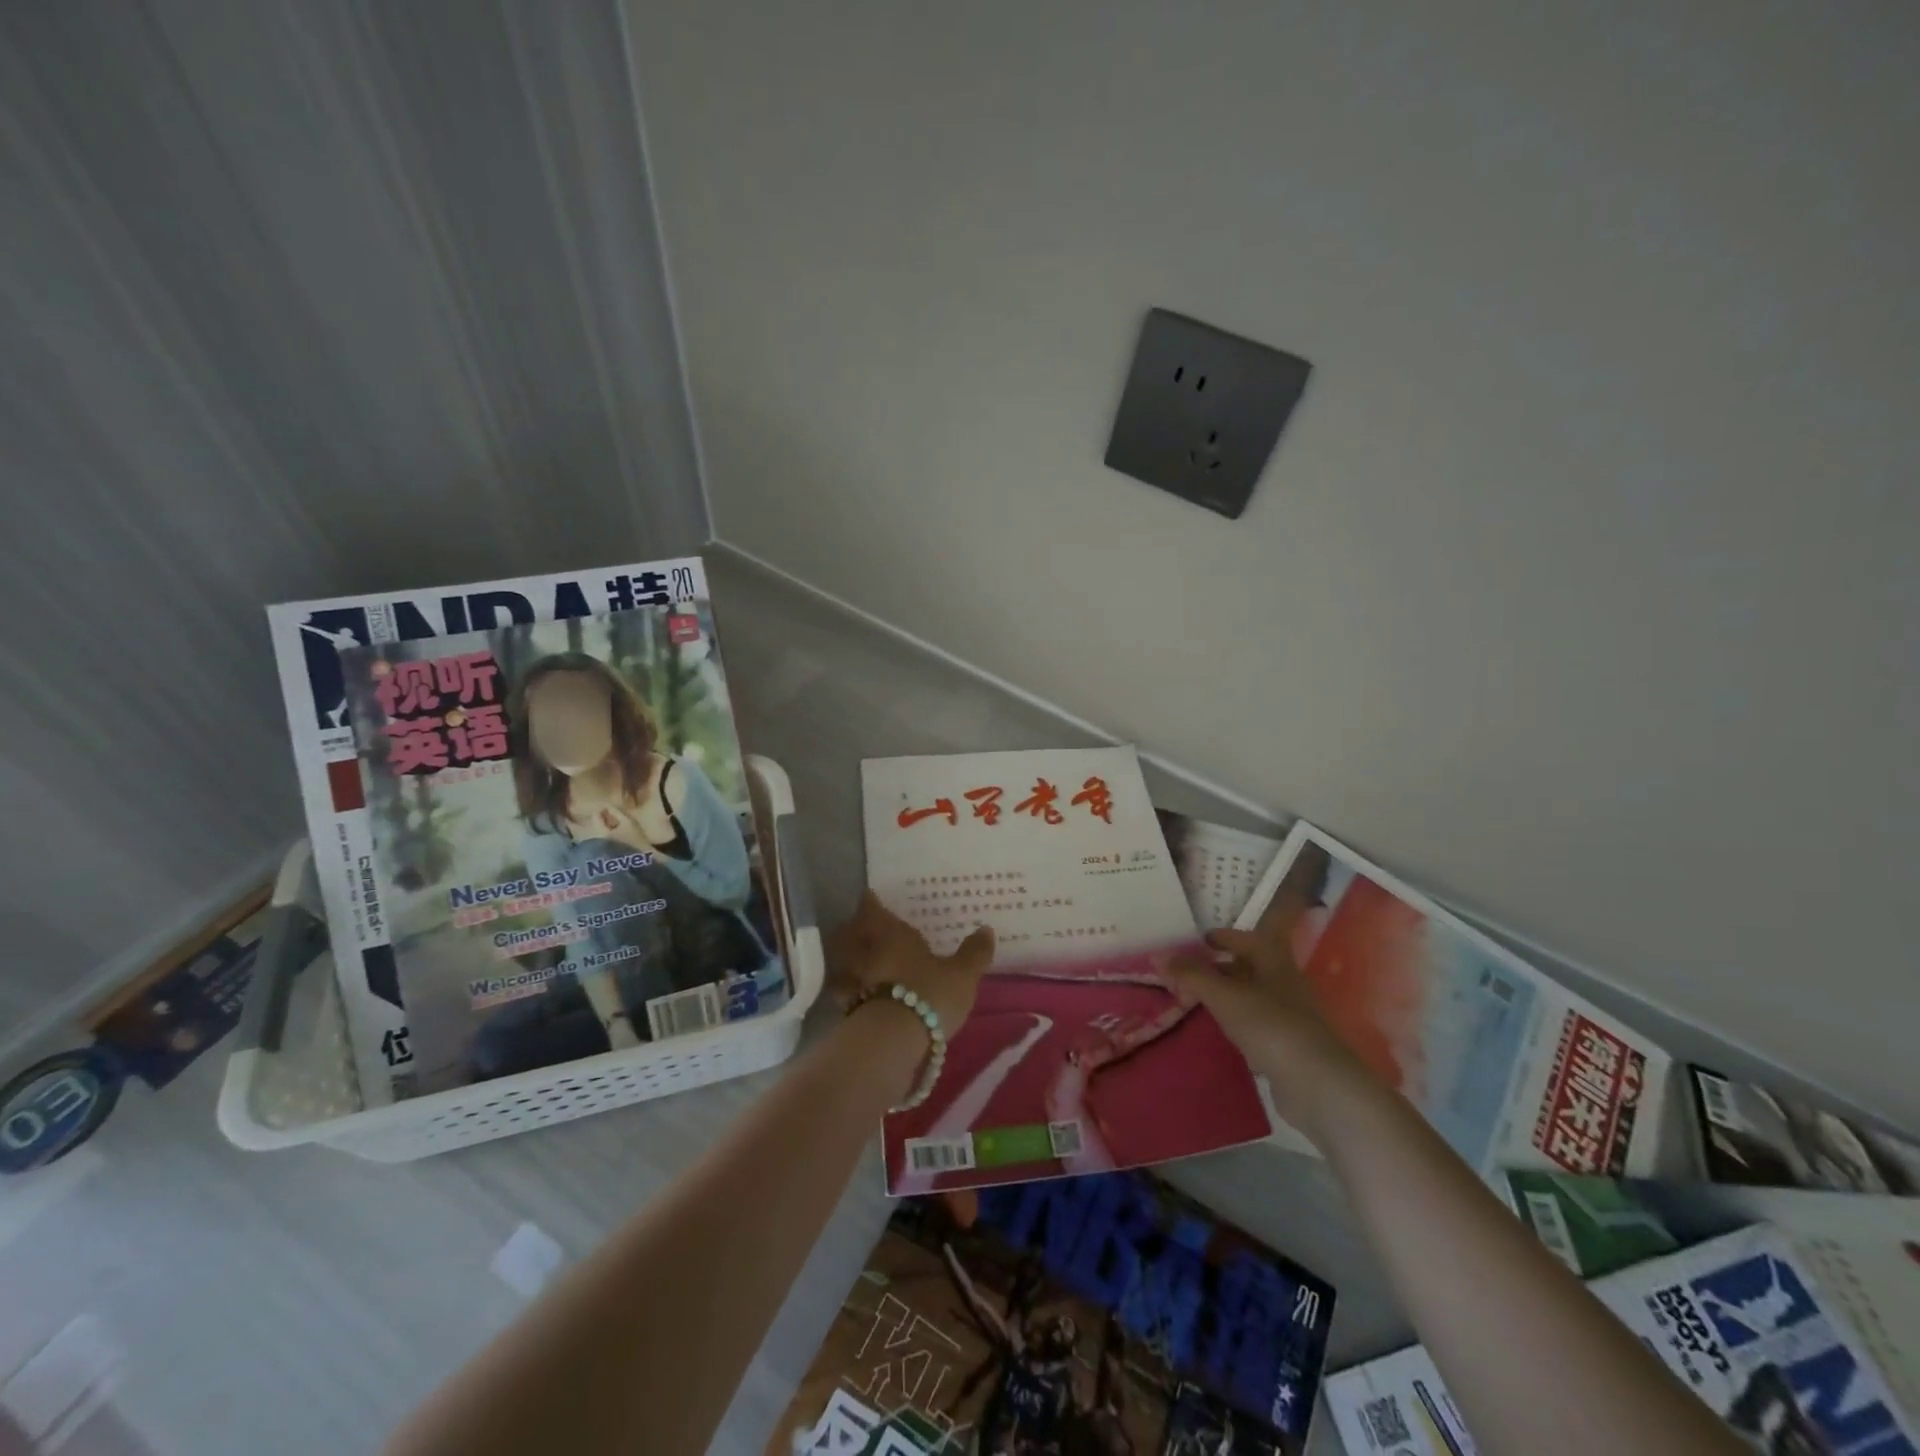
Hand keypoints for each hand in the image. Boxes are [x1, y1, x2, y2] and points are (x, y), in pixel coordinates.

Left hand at [826, 892, 994, 1036]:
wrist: (892, 1043)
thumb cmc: (929, 995)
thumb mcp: (962, 975)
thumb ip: (973, 953)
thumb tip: (986, 929)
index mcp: (891, 934)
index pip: (873, 908)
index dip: (871, 902)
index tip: (871, 897)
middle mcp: (866, 952)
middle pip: (850, 934)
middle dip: (854, 931)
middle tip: (863, 930)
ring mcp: (853, 983)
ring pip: (844, 964)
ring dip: (849, 963)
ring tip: (860, 966)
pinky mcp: (847, 1013)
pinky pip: (846, 995)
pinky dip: (851, 995)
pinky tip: (861, 1001)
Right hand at [1164, 846, 1364, 1140]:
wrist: (1318, 1085)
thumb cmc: (1271, 1026)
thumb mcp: (1224, 996)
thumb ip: (1191, 975)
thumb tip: (1158, 954)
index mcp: (1274, 961)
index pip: (1244, 938)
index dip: (1221, 937)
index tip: (1195, 941)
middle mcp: (1284, 982)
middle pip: (1248, 967)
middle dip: (1219, 967)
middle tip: (1187, 972)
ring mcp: (1290, 1015)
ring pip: (1251, 996)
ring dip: (1226, 996)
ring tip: (1196, 1001)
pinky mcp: (1289, 1046)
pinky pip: (1256, 1024)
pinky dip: (1236, 1023)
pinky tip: (1220, 1033)